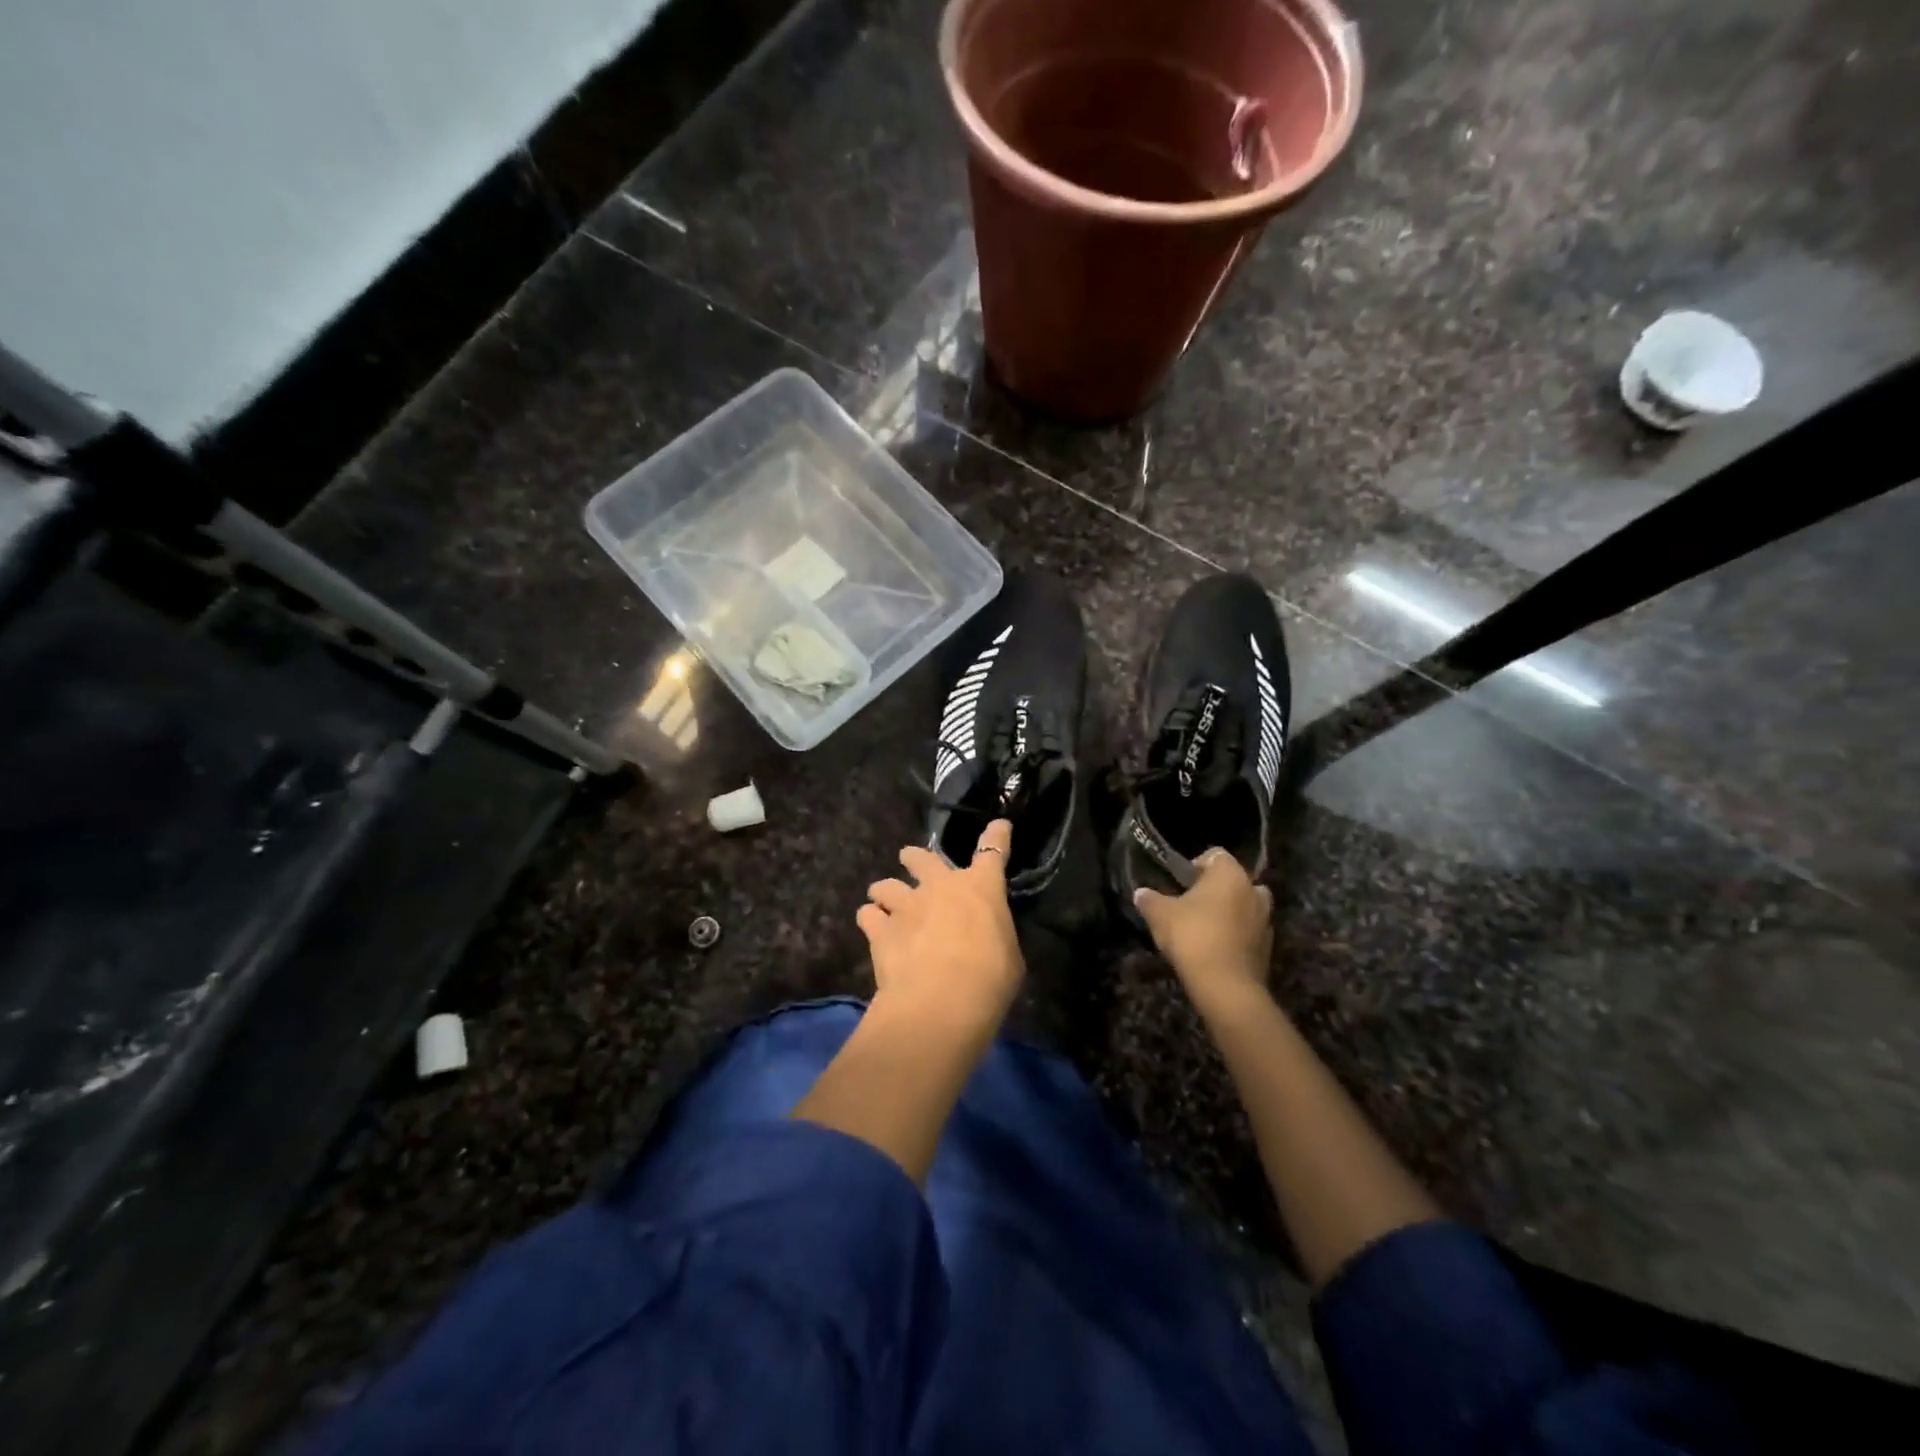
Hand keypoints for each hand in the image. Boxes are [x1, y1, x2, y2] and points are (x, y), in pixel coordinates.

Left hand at [859, 819, 1023, 1028]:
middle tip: (909, 860)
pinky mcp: (880, 929)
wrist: (941, 1001)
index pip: (993, 852)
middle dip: (914, 858)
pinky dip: (870, 920)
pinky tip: (872, 929)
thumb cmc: (989, 979)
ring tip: (882, 903)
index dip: (996, 837)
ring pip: (886, 884)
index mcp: (980, 888)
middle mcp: (940, 886)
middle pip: (922, 858)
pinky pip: (867, 915)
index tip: (998, 826)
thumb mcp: (1008, 956)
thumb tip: (986, 938)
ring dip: (885, 891)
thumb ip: (995, 937)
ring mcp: (906, 905)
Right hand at [1134, 849, 1272, 1013]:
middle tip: (1192, 904)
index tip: (1180, 882)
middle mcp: (1254, 891)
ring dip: (1229, 912)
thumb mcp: (1160, 915)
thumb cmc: (1193, 937)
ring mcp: (1265, 920)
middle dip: (1216, 889)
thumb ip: (1150, 899)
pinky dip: (1236, 934)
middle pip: (1234, 880)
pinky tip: (1215, 948)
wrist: (1226, 986)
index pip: (1216, 855)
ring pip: (1245, 906)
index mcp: (1230, 874)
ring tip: (1204, 927)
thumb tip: (1141, 893)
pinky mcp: (1268, 947)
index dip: (1196, 865)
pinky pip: (1249, 931)